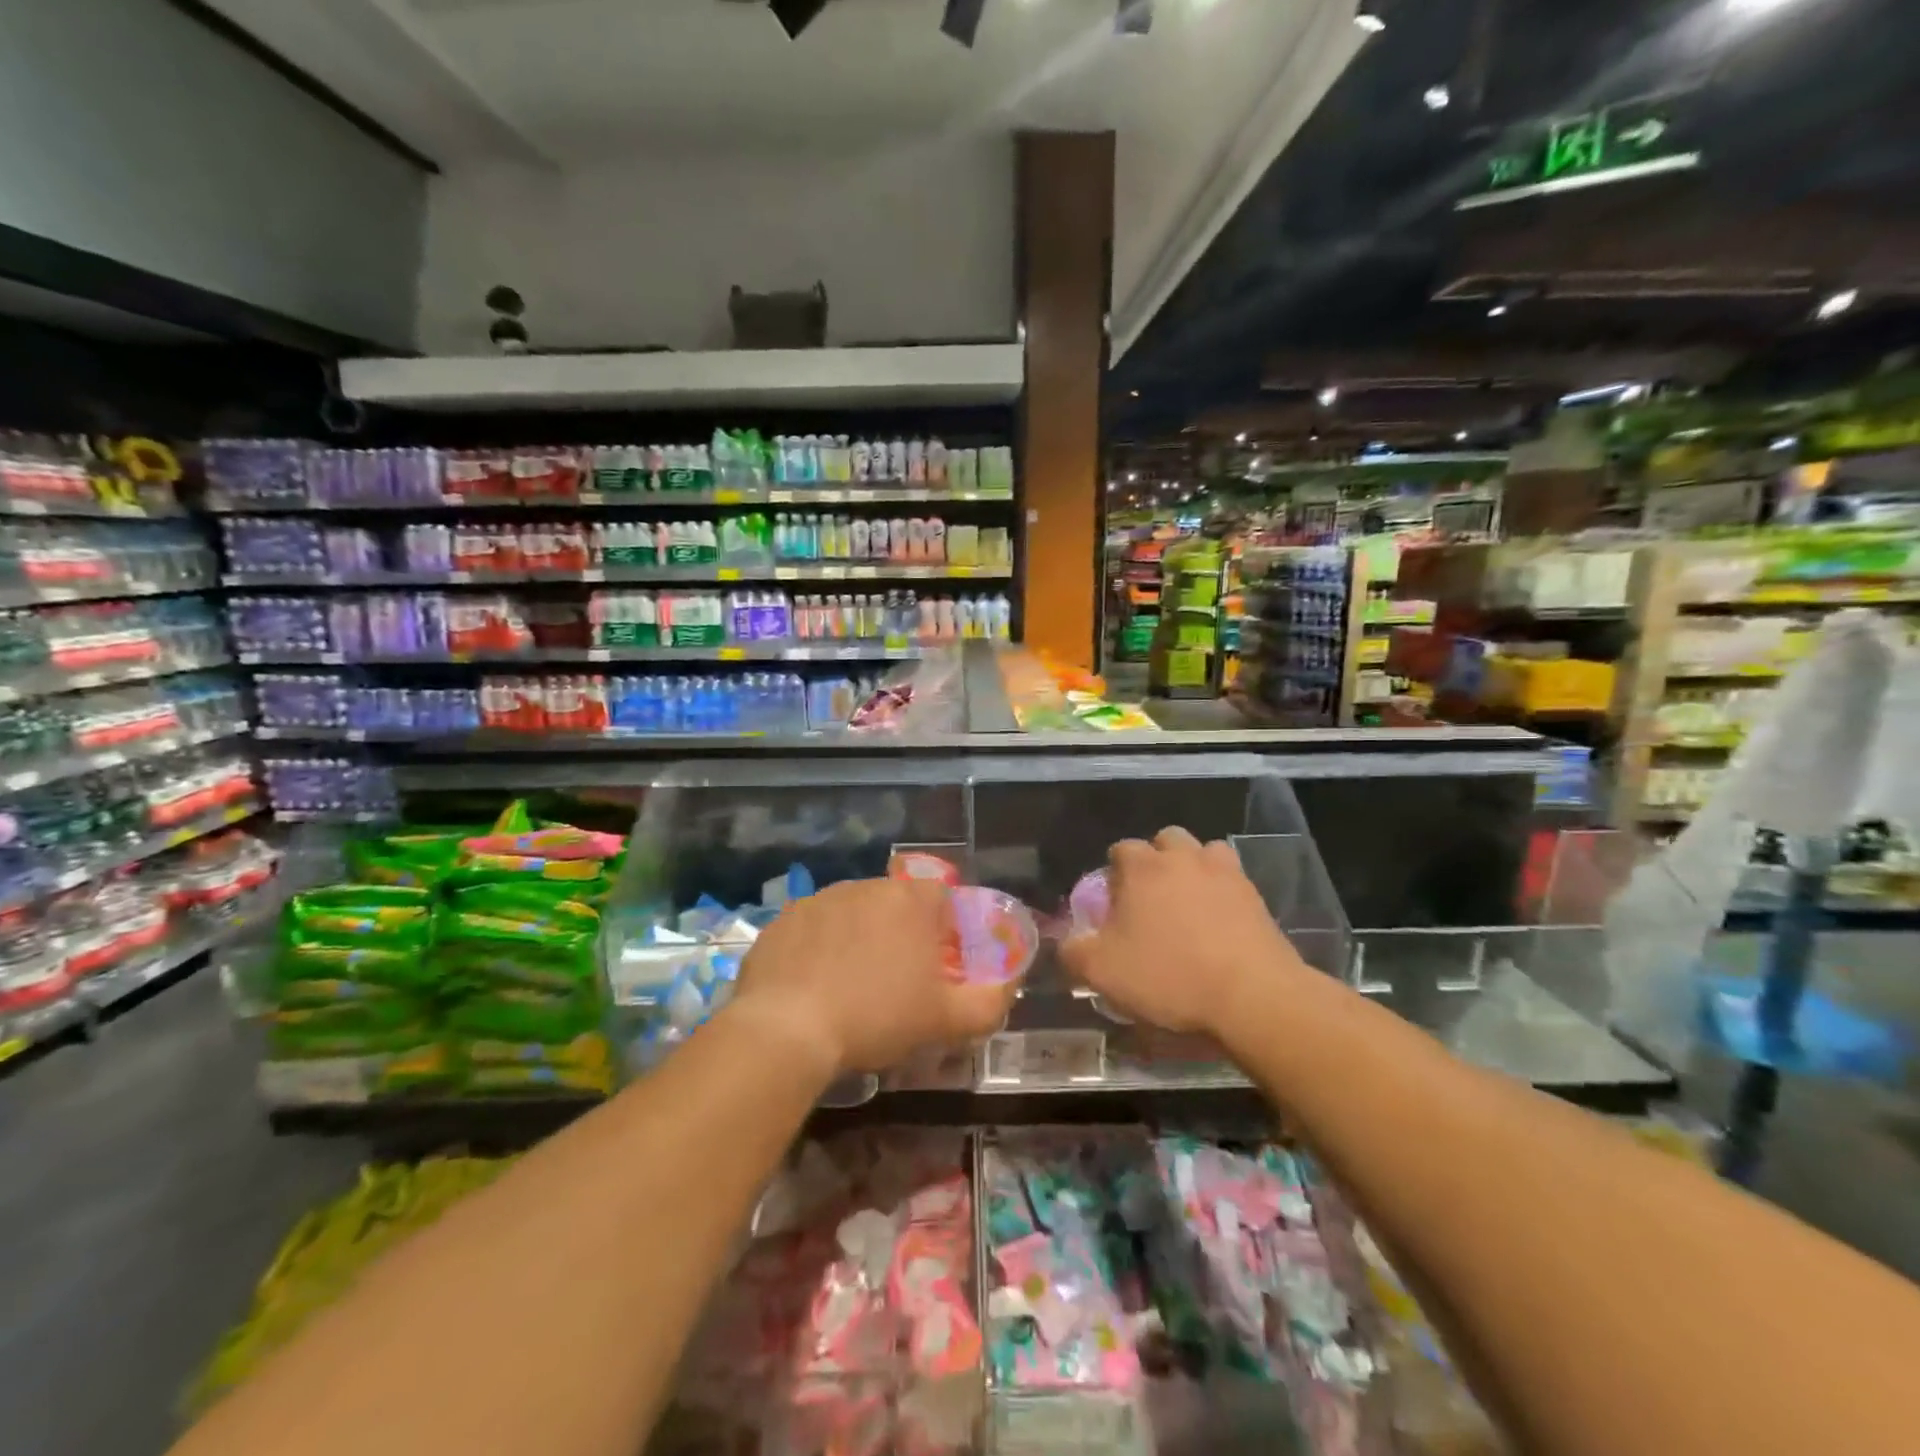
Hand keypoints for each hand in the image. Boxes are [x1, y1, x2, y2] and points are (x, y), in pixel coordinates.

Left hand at [733, 877, 1016, 1076]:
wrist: (787, 1029)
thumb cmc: (876, 1017)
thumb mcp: (946, 1021)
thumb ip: (989, 1002)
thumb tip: (1009, 987)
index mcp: (910, 901)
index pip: (941, 898)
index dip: (944, 931)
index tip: (936, 967)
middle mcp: (866, 886)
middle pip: (895, 904)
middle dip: (900, 935)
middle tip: (895, 981)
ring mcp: (820, 898)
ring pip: (853, 914)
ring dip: (859, 939)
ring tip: (850, 986)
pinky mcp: (784, 918)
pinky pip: (813, 928)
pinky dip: (818, 949)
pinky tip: (813, 986)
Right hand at [1060, 827, 1306, 1036]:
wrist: (1251, 994)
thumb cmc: (1169, 975)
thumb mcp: (1102, 972)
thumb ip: (1074, 951)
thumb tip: (1069, 941)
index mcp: (1142, 866)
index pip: (1120, 849)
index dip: (1114, 874)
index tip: (1114, 905)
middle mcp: (1183, 857)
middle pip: (1165, 840)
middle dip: (1155, 861)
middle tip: (1151, 899)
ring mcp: (1224, 872)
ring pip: (1203, 852)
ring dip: (1193, 868)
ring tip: (1188, 904)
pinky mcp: (1255, 895)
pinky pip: (1232, 880)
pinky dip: (1222, 892)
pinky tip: (1219, 922)